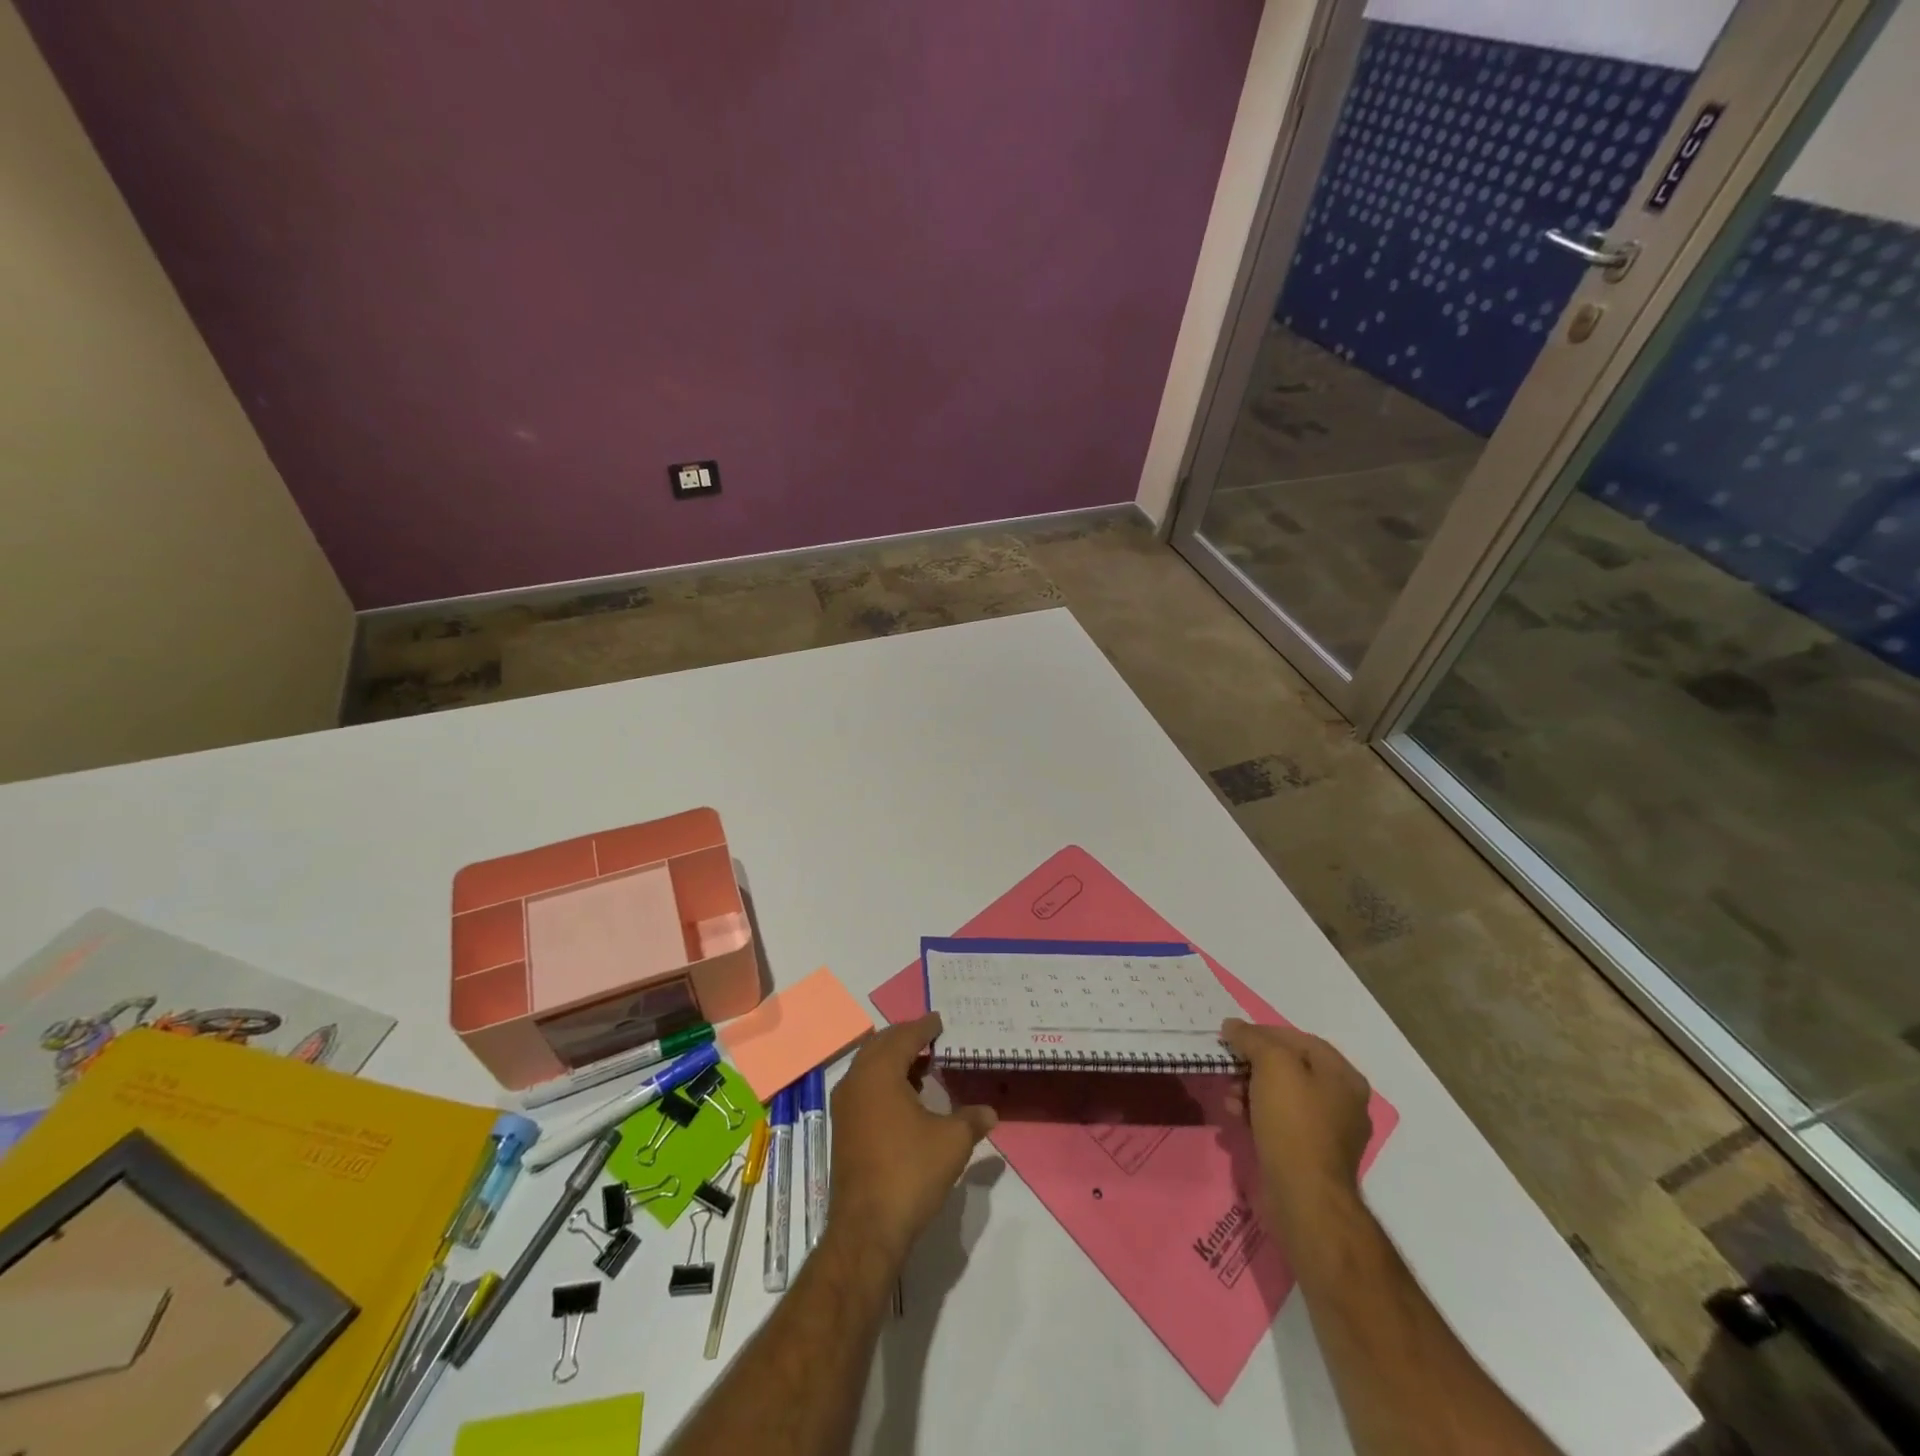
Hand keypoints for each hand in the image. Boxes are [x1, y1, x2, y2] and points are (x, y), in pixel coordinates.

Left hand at [827, 1013, 997, 1265]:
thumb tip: (989, 1112)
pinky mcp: (844, 1129)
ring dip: (894, 1060)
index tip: (940, 1020)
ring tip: (924, 1066)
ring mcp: (845, 1106)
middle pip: (881, 1045)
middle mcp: (856, 1081)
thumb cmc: (910, 1172)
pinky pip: (865, 1088)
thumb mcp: (952, 1142)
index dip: (924, 1026)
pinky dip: (885, 1081)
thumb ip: (971, 1119)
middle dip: (906, 1038)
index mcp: (879, 1072)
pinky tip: (907, 1097)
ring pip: (870, 1067)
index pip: (904, 1036)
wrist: (867, 1228)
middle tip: (932, 1038)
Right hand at [1222, 1017, 1371, 1227]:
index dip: (1264, 1033)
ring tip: (1228, 1099)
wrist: (1304, 1197)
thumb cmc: (1293, 1123)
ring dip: (1249, 1090)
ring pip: (1281, 1096)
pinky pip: (1280, 1123)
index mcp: (1343, 1077)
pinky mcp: (1311, 1156)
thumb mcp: (1272, 1065)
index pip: (1299, 1039)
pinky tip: (1236, 1119)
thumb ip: (1252, 1039)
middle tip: (1229, 1068)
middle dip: (1253, 1065)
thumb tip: (1233, 1026)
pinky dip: (1256, 1115)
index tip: (1233, 1036)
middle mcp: (1342, 1102)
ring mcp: (1328, 1132)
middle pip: (1289, 1068)